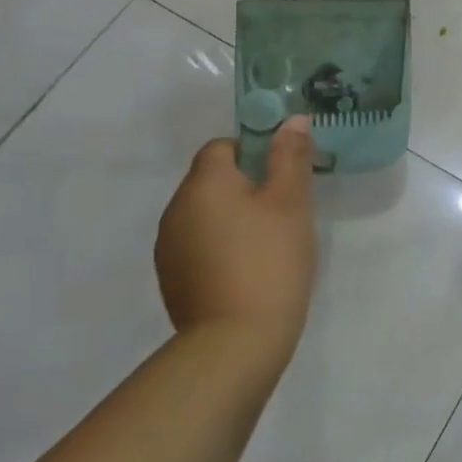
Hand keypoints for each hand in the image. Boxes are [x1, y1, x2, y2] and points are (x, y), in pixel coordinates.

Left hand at [155, 119, 317, 377]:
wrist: (236, 341)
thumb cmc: (270, 259)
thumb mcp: (291, 202)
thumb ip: (290, 156)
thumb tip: (291, 119)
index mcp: (203, 183)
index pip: (222, 146)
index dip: (254, 152)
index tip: (283, 175)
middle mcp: (176, 209)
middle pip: (212, 180)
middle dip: (246, 186)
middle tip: (285, 209)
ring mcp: (169, 247)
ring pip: (205, 214)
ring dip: (232, 218)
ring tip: (269, 243)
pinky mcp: (172, 279)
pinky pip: (199, 245)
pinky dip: (221, 247)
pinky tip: (249, 270)